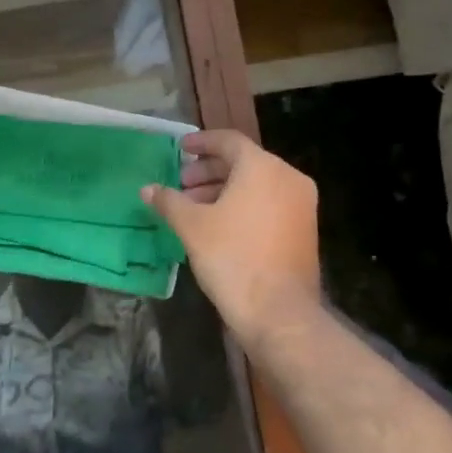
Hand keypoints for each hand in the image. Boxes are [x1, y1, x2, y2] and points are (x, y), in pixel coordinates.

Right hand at [143, 130, 321, 352]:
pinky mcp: (304, 230)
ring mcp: (301, 205)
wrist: (278, 311)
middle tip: (182, 185)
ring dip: (223, 190)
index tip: (180, 149)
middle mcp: (288, 178)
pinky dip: (243, 206)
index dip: (201, 143)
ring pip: (257, 185)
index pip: (229, 141)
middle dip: (209, 172)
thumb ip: (169, 201)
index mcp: (263, 167)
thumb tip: (147, 189)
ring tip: (193, 208)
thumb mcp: (191, 226)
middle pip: (243, 163)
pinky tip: (218, 225)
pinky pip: (269, 204)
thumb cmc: (232, 257)